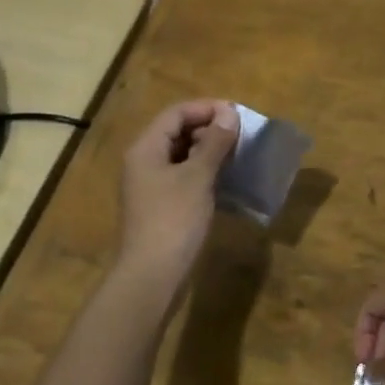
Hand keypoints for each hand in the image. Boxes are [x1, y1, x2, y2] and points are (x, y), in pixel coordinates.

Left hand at [115, 99, 239, 295]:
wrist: (151, 276)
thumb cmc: (174, 220)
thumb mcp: (197, 177)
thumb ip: (214, 143)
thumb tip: (229, 113)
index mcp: (146, 148)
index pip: (176, 113)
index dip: (206, 109)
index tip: (237, 115)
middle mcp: (143, 161)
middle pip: (176, 132)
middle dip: (209, 129)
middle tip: (241, 135)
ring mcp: (150, 186)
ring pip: (181, 155)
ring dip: (208, 151)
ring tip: (238, 154)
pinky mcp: (159, 206)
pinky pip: (182, 177)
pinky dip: (203, 172)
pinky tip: (225, 180)